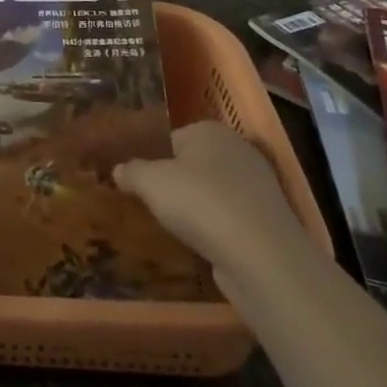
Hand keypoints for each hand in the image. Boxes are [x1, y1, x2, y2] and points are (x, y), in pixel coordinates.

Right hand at [114, 121, 309, 274]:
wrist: (261, 256)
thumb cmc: (200, 203)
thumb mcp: (150, 182)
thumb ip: (131, 171)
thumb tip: (118, 170)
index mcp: (210, 130)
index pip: (171, 138)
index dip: (151, 159)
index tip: (136, 182)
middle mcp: (238, 150)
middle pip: (193, 165)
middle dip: (173, 183)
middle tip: (149, 204)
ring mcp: (258, 186)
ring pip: (212, 193)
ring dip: (195, 208)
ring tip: (171, 227)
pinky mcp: (267, 220)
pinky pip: (229, 218)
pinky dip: (214, 228)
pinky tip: (199, 244)